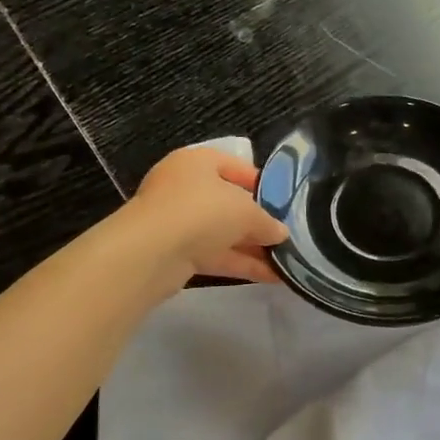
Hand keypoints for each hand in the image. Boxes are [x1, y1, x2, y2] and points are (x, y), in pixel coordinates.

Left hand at [128, 147, 288, 286]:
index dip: (263, 184)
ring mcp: (178, 221)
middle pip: (229, 202)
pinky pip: (215, 255)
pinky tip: (271, 277)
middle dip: (258, 221)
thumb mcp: (246, 211)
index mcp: (197, 163)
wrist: (151, 252)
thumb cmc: (202, 211)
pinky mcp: (176, 253)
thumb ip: (267, 222)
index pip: (236, 166)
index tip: (285, 203)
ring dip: (252, 247)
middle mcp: (184, 188)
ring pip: (222, 232)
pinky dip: (241, 263)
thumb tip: (281, 233)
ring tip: (286, 260)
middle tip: (287, 236)